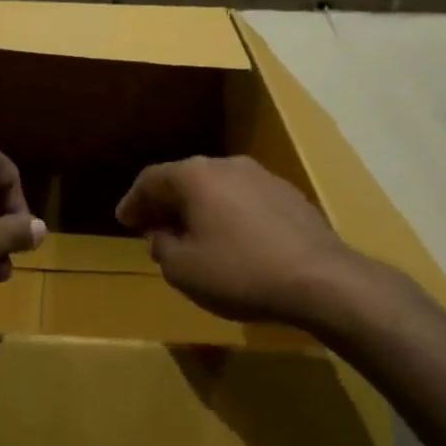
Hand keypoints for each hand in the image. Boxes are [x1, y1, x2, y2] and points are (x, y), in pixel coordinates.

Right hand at [115, 156, 363, 326]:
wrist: (321, 280)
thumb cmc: (240, 273)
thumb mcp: (183, 270)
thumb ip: (162, 248)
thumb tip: (162, 235)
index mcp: (195, 176)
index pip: (151, 180)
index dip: (133, 201)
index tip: (124, 220)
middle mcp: (228, 165)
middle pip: (185, 179)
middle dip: (166, 203)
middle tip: (152, 227)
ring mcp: (263, 177)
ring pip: (217, 188)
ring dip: (198, 209)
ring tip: (191, 235)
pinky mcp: (290, 196)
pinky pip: (244, 200)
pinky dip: (228, 215)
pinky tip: (231, 240)